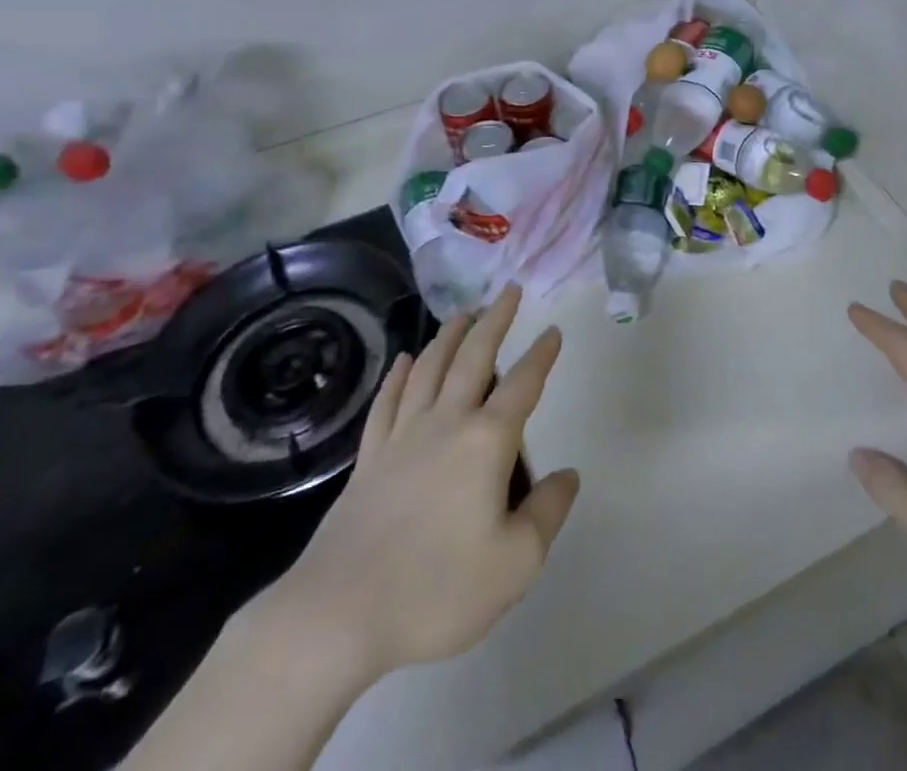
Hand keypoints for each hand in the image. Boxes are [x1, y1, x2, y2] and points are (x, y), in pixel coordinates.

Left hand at [256, 284, 580, 692]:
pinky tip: (406, 359)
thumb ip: (548, 512)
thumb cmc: (437, 589)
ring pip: (430, 368)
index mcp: (487, 440)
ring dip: (450, 335)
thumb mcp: (515, 563)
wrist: (338, 614)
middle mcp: (447, 422)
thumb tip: (568, 474)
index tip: (553, 330)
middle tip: (507, 291)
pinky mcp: (370, 457)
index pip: (523, 384)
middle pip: (474, 356)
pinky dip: (400, 375)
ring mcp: (403, 436)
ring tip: (464, 313)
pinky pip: (389, 401)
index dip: (541, 355)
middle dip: (495, 320)